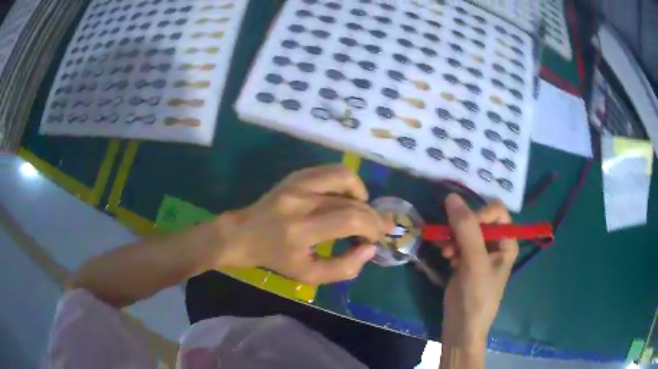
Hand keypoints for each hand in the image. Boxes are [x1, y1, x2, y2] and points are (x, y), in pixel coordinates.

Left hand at [210, 165, 392, 283]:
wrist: (244, 235)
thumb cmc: (276, 259)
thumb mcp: (308, 275)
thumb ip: (344, 268)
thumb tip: (369, 248)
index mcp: (301, 230)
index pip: (350, 220)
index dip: (371, 228)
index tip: (375, 239)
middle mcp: (300, 201)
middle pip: (351, 201)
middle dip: (372, 215)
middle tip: (379, 228)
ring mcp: (297, 183)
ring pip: (344, 176)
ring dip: (361, 194)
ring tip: (362, 209)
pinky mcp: (296, 175)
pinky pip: (331, 171)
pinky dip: (347, 183)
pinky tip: (346, 197)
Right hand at [439, 194, 518, 347]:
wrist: (461, 328)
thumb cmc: (476, 297)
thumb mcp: (474, 262)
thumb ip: (466, 229)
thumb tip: (452, 196)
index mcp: (507, 241)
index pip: (496, 211)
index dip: (478, 214)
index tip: (461, 228)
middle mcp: (496, 244)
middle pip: (479, 219)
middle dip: (461, 228)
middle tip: (449, 244)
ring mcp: (480, 253)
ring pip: (465, 230)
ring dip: (453, 238)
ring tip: (446, 254)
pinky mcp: (466, 261)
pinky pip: (457, 242)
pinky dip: (450, 247)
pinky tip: (447, 259)